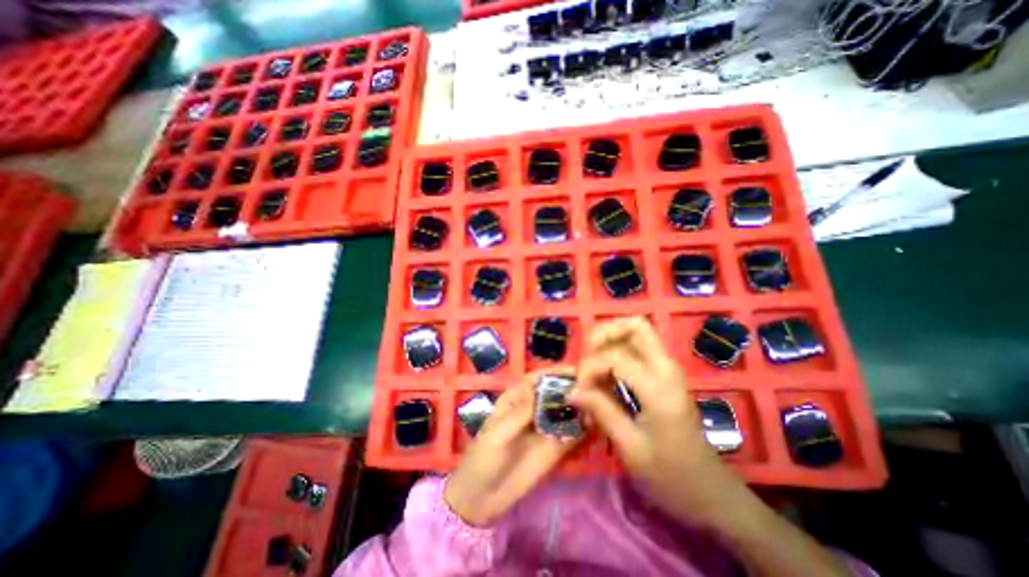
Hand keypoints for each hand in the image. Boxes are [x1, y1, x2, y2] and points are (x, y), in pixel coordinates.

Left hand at [446, 370, 582, 526]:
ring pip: (566, 412)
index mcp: (516, 399)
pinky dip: (583, 429)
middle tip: (594, 386)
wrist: (482, 499)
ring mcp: (545, 428)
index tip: (576, 370)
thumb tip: (540, 388)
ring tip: (598, 405)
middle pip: (555, 392)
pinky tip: (594, 426)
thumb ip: (520, 413)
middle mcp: (534, 409)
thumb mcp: (498, 433)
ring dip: (580, 407)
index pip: (537, 379)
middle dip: (572, 388)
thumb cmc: (483, 457)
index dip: (555, 372)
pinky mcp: (554, 448)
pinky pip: (571, 435)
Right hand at [567, 318, 753, 528]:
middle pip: (636, 326)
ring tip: (593, 367)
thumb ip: (601, 411)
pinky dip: (617, 353)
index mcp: (659, 388)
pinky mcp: (664, 377)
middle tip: (587, 356)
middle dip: (605, 333)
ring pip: (636, 334)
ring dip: (610, 342)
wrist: (711, 494)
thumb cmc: (671, 477)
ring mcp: (667, 370)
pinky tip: (605, 377)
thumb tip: (572, 391)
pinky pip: (638, 350)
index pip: (616, 356)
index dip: (590, 367)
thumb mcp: (630, 448)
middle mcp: (666, 369)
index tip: (579, 391)